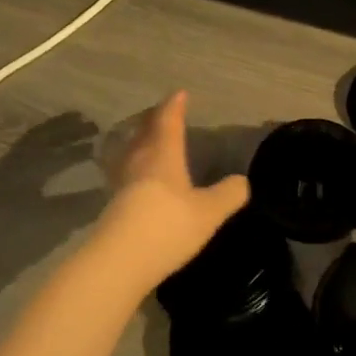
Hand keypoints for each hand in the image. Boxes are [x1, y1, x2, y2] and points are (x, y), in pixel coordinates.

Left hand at [93, 91, 248, 295]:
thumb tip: (243, 181)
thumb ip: (228, 195)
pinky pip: (123, 171)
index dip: (174, 106)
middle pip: (144, 132)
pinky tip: (135, 176)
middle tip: (161, 111)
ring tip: (145, 137)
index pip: (169, 122)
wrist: (118, 262)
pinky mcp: (112, 204)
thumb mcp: (209, 213)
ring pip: (130, 151)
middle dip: (154, 119)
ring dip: (138, 139)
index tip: (179, 93)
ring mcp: (122, 183)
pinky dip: (131, 163)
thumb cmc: (167, 227)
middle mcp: (140, 162)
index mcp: (164, 155)